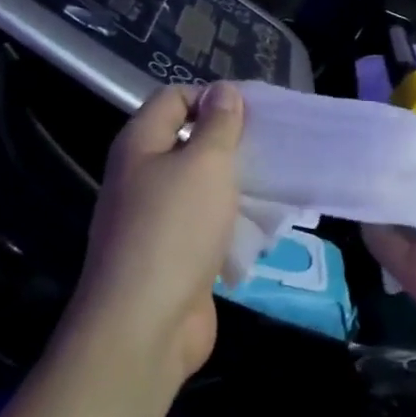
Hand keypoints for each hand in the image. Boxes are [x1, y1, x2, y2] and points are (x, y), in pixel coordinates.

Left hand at [65, 82, 244, 398]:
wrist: (145, 325)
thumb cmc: (175, 231)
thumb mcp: (204, 165)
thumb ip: (218, 125)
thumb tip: (223, 90)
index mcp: (140, 145)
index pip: (173, 98)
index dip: (211, 97)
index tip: (254, 112)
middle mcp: (142, 177)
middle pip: (188, 142)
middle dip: (230, 142)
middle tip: (272, 147)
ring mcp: (156, 220)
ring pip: (201, 187)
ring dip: (235, 184)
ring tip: (275, 183)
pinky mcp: (173, 255)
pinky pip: (206, 225)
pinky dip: (231, 222)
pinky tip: (262, 226)